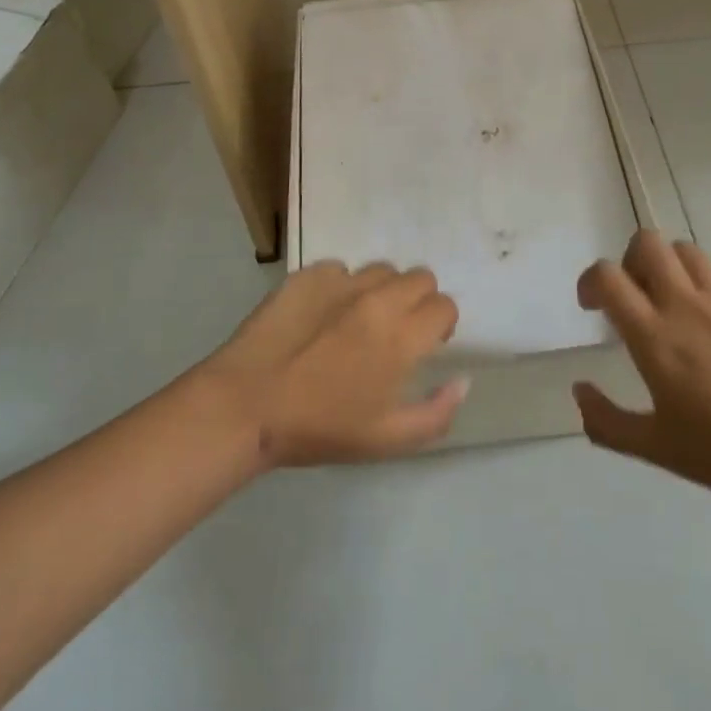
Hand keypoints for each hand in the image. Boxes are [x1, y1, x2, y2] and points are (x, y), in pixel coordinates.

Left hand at [203, 261, 468, 466]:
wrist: (247, 405)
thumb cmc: (320, 428)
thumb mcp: (388, 440)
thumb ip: (437, 412)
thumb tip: (463, 381)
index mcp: (402, 336)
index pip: (445, 306)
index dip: (440, 326)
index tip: (425, 345)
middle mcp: (379, 298)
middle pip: (420, 277)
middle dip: (417, 301)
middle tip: (395, 331)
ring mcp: (341, 281)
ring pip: (381, 270)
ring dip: (381, 291)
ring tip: (356, 321)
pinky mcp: (308, 274)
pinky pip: (339, 270)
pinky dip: (340, 288)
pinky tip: (320, 316)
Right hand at [573, 231, 710, 518]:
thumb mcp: (658, 450)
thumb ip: (607, 422)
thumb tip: (579, 389)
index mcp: (655, 336)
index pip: (608, 276)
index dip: (591, 281)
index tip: (594, 306)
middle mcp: (687, 306)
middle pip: (648, 243)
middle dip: (631, 260)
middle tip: (636, 296)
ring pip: (687, 253)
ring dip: (670, 268)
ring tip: (674, 305)